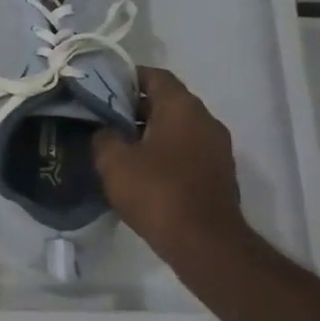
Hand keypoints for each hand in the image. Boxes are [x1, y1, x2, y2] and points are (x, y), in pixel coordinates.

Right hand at [93, 67, 250, 258]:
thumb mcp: (114, 161)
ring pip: (177, 128)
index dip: (126, 77)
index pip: (154, 76)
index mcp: (182, 107)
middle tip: (103, 118)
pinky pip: (186, 151)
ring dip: (149, 133)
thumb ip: (104, 136)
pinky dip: (164, 153)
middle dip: (134, 107)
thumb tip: (106, 131)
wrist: (205, 244)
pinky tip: (141, 172)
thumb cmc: (157, 192)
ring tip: (118, 146)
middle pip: (166, 101)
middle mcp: (205, 120)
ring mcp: (216, 148)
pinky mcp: (218, 174)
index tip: (101, 87)